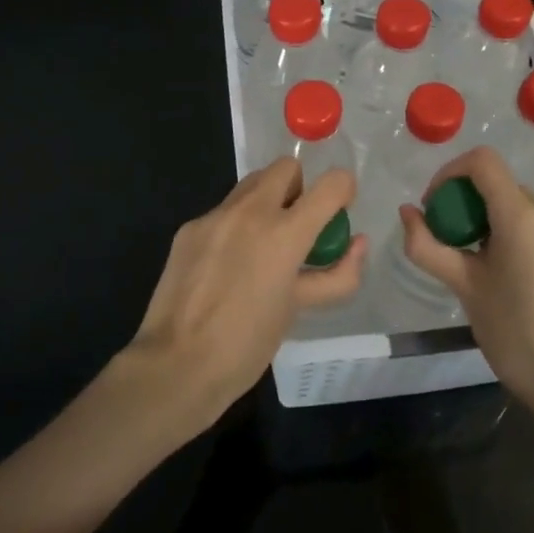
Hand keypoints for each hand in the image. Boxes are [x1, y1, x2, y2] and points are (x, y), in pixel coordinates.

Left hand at [124, 160, 365, 432]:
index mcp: (284, 233)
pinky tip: (228, 265)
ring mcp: (214, 216)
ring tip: (263, 247)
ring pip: (251, 184)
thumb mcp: (300, 308)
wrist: (177, 365)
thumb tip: (357, 244)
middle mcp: (249, 211)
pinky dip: (236, 226)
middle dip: (300, 189)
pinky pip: (223, 212)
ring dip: (268, 202)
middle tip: (299, 228)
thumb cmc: (247, 344)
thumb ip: (335, 274)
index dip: (344, 190)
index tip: (339, 211)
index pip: (331, 184)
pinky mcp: (188, 229)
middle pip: (286, 167)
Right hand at [399, 146, 533, 415]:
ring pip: (516, 202)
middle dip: (465, 200)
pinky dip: (512, 229)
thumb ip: (427, 245)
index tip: (434, 206)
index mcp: (522, 215)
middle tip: (448, 239)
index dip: (449, 172)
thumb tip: (407, 212)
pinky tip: (504, 268)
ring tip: (474, 257)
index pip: (482, 161)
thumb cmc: (512, 331)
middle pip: (498, 183)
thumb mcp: (463, 286)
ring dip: (488, 216)